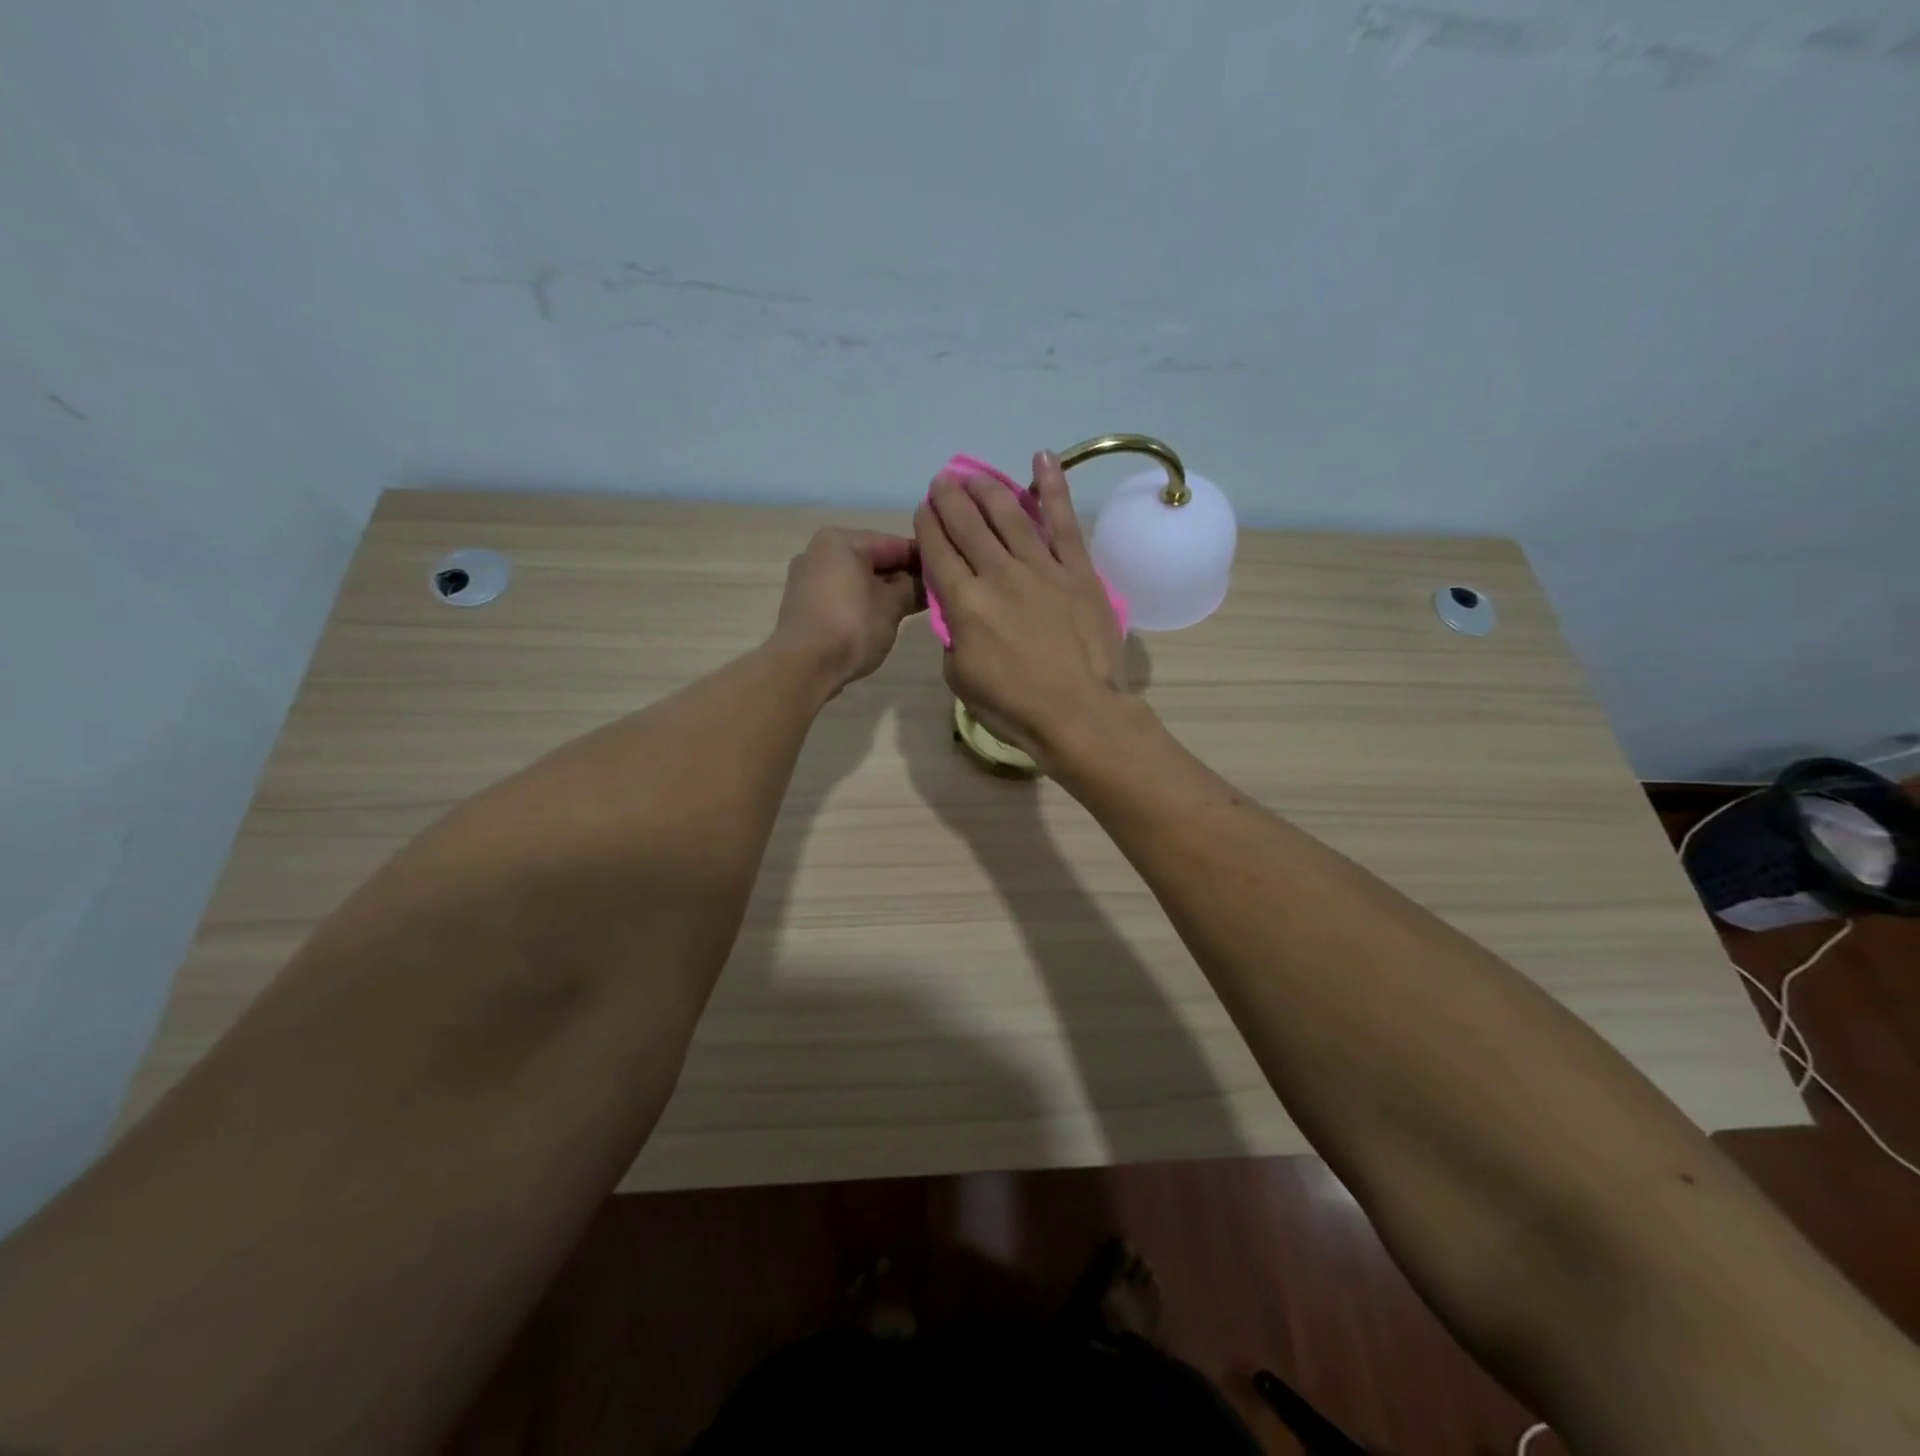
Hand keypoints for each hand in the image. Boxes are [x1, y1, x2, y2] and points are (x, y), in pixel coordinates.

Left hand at [772, 528, 921, 696]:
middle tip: (932, 595)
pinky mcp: (803, 602)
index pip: (895, 543)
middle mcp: (819, 550)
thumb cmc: (851, 627)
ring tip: (909, 609)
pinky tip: (880, 619)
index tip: (946, 575)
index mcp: (841, 540)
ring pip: (857, 577)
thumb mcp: (892, 606)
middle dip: (902, 577)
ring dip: (884, 591)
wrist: (803, 666)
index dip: (924, 560)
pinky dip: (862, 601)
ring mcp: (807, 576)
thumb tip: (932, 582)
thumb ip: (914, 588)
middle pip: (874, 558)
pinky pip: (842, 593)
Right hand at [914, 451, 1125, 766]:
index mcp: (966, 603)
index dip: (927, 526)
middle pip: (968, 526)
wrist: (1079, 713)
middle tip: (941, 481)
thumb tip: (958, 613)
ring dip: (987, 490)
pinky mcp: (1078, 571)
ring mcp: (1042, 568)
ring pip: (1009, 516)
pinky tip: (1041, 458)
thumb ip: (953, 637)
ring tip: (973, 474)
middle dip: (950, 499)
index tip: (922, 509)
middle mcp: (999, 575)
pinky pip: (1063, 522)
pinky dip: (1052, 487)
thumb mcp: (960, 678)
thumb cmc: (1014, 706)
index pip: (938, 552)